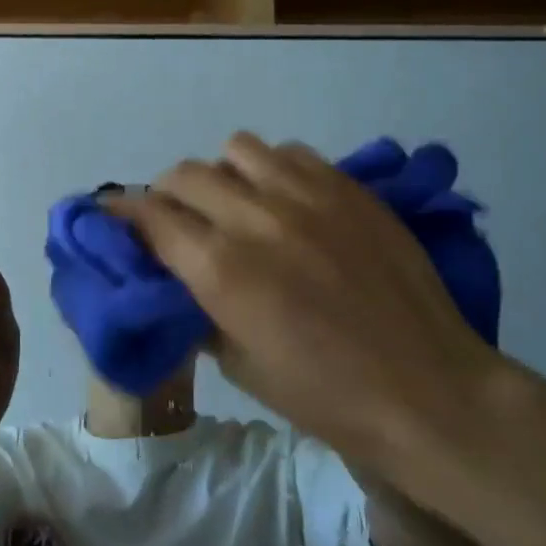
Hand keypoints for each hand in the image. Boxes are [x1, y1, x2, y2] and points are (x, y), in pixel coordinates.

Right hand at [107, 133, 497, 472]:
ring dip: (224, 175)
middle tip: (178, 219)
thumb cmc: (326, 397)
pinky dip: (274, 170)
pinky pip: (290, 153)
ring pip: (236, 148)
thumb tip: (179, 276)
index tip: (115, 216)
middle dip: (167, 194)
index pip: (149, 215)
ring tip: (238, 203)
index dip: (123, 212)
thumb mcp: (240, 365)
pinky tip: (288, 202)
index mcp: (220, 269)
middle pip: (184, 174)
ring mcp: (305, 195)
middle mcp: (255, 218)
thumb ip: (199, 308)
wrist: (429, 393)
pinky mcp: (347, 188)